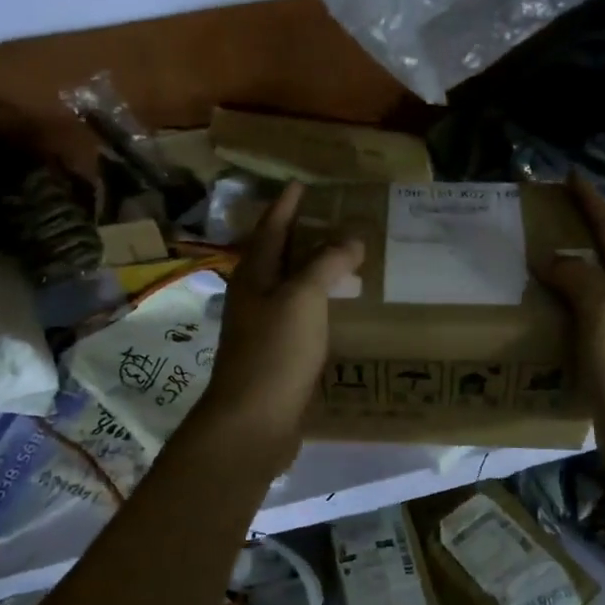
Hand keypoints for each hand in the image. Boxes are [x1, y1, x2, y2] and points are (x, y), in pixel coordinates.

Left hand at [192, 182, 364, 470]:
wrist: (254, 421)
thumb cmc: (275, 352)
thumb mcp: (302, 297)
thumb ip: (326, 263)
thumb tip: (351, 238)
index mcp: (254, 275)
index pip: (271, 228)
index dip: (287, 205)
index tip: (303, 183)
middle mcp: (254, 297)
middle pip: (279, 256)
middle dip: (303, 234)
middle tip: (336, 217)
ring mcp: (264, 327)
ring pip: (291, 287)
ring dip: (314, 270)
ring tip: (347, 257)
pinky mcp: (278, 355)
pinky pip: (302, 317)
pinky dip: (321, 304)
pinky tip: (343, 308)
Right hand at [536, 175, 604, 481]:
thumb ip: (579, 277)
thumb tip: (550, 258)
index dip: (592, 200)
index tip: (568, 176)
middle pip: (600, 253)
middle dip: (574, 228)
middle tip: (536, 217)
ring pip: (585, 286)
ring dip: (560, 268)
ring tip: (523, 259)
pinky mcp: (601, 357)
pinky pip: (573, 319)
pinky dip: (553, 306)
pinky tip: (529, 311)